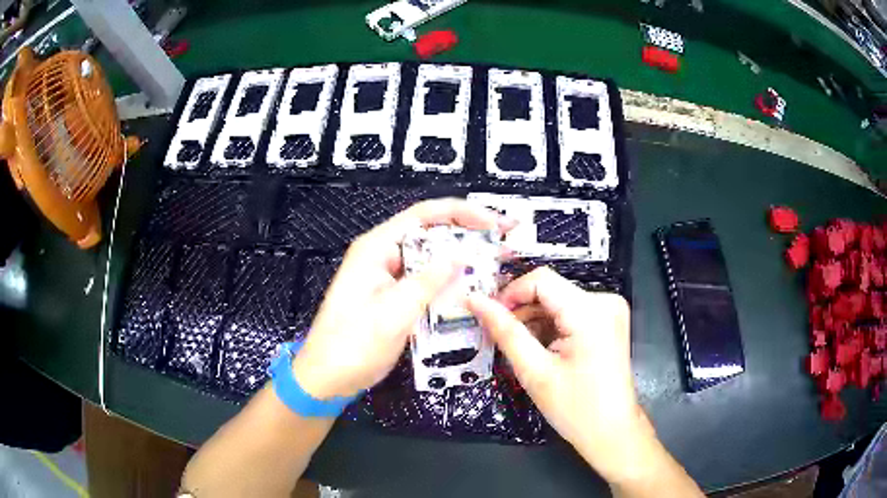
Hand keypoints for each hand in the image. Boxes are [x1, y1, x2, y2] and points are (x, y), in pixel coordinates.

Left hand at [292, 199, 511, 400]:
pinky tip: (471, 289)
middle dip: (468, 235)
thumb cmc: (353, 345)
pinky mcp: (393, 296)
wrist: (328, 378)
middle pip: (430, 233)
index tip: (495, 222)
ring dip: (461, 260)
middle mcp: (382, 255)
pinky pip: (425, 281)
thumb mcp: (393, 313)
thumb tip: (461, 255)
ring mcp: (387, 276)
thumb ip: (429, 281)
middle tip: (504, 242)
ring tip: (496, 263)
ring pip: (430, 259)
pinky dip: (448, 283)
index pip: (424, 215)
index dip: (463, 213)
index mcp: (377, 248)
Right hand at [467, 268, 649, 482]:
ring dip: (534, 321)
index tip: (489, 318)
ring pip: (558, 301)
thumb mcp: (535, 371)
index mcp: (590, 311)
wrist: (612, 431)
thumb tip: (474, 300)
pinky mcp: (608, 321)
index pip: (541, 279)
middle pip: (550, 290)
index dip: (510, 294)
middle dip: (520, 312)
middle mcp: (604, 301)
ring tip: (519, 350)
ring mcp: (609, 310)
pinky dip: (550, 327)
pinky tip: (541, 350)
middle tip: (498, 339)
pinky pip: (570, 312)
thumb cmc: (575, 408)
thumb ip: (505, 331)